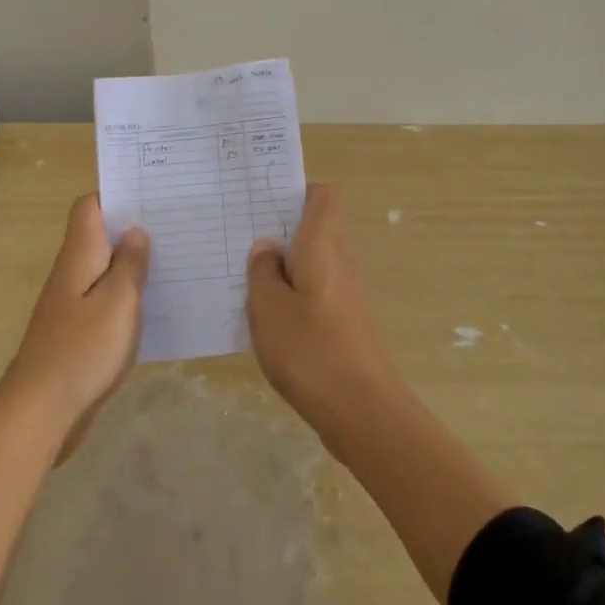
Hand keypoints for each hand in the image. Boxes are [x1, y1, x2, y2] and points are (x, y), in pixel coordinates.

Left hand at [5, 194, 148, 455]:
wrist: (42, 408)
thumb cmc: (84, 347)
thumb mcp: (119, 300)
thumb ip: (130, 263)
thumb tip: (135, 232)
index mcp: (80, 254)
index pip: (89, 207)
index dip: (116, 195)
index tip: (151, 195)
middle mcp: (72, 271)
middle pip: (100, 236)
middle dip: (133, 228)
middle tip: (175, 226)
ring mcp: (72, 302)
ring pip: (104, 268)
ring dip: (132, 264)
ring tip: (174, 260)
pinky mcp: (77, 330)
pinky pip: (105, 298)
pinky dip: (127, 295)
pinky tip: (154, 305)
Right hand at [246, 184, 401, 433]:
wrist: (363, 412)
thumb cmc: (310, 350)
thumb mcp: (268, 307)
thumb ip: (262, 271)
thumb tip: (268, 247)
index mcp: (323, 246)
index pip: (324, 196)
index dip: (297, 192)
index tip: (264, 204)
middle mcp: (342, 262)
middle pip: (315, 230)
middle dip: (281, 233)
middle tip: (240, 242)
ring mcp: (348, 295)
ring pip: (314, 264)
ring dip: (284, 269)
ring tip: (245, 282)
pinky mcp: (348, 324)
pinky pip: (317, 294)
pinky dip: (294, 297)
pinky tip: (268, 320)